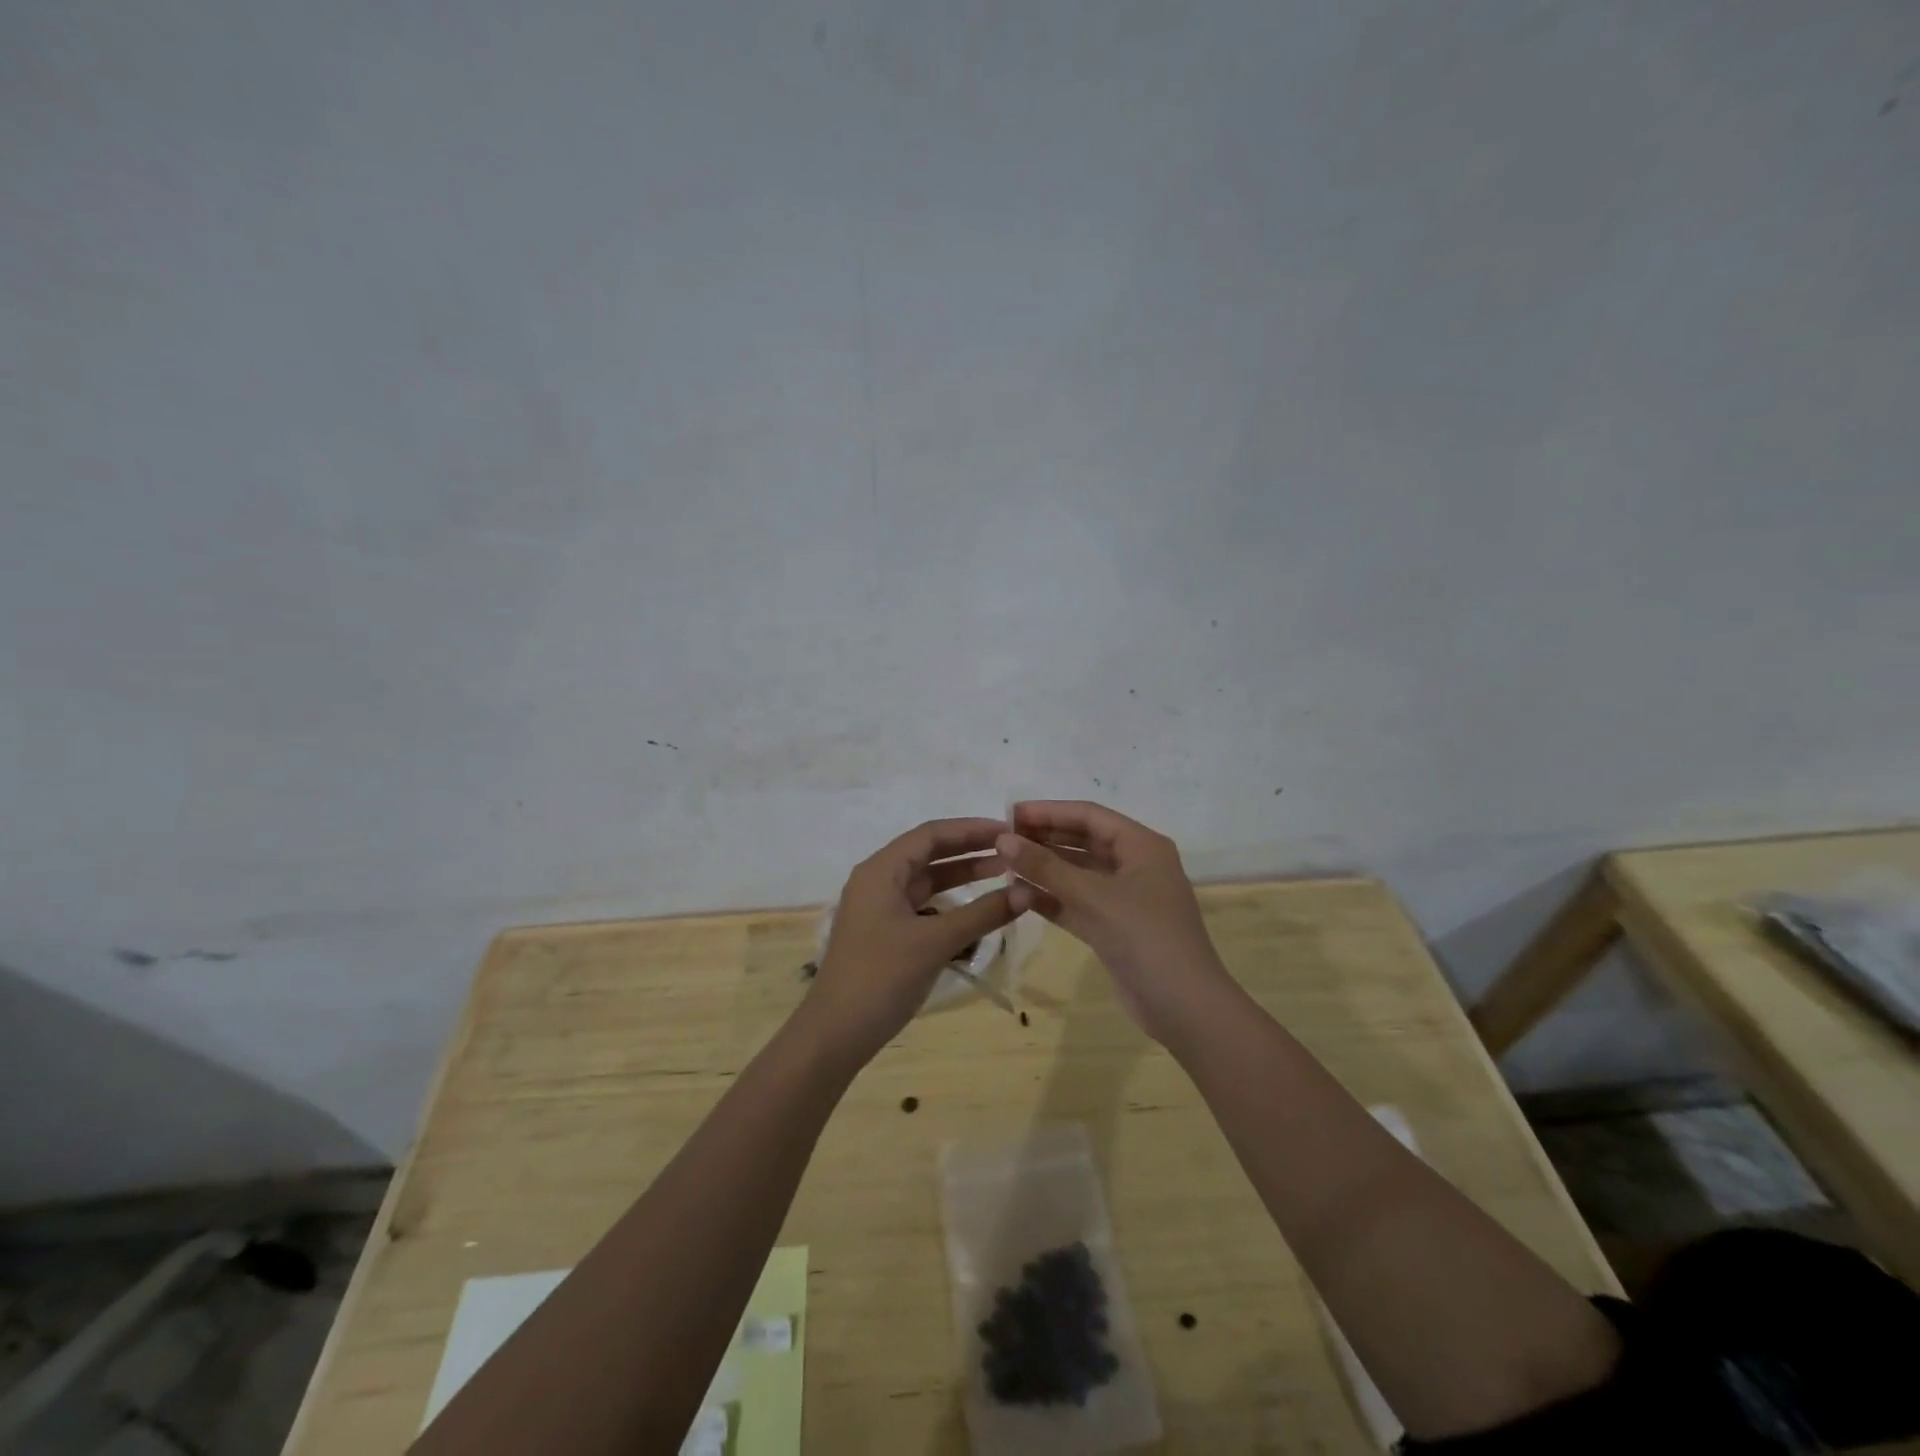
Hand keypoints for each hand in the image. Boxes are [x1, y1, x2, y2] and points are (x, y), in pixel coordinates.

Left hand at [805, 818, 1016, 1063]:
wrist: (836, 1034)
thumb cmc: (881, 977)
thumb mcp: (935, 942)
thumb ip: (981, 914)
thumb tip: (1026, 892)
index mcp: (881, 871)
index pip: (930, 834)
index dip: (970, 829)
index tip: (1007, 831)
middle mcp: (878, 881)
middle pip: (929, 854)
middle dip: (970, 851)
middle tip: (1012, 851)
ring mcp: (880, 909)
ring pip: (927, 882)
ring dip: (962, 878)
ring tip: (1003, 876)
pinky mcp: (886, 934)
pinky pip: (923, 908)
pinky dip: (951, 906)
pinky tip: (977, 914)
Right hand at [998, 801, 1233, 1043]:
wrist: (1184, 1008)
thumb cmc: (1145, 938)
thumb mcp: (1093, 896)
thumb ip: (1046, 867)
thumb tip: (1003, 839)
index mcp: (1142, 846)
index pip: (1089, 816)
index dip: (1049, 811)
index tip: (1009, 813)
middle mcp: (1135, 866)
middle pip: (1083, 841)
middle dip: (1044, 838)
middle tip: (1001, 838)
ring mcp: (1125, 899)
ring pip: (1077, 873)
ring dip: (1044, 869)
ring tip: (1003, 864)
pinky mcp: (1114, 928)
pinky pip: (1077, 903)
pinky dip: (1051, 898)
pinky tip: (1018, 895)